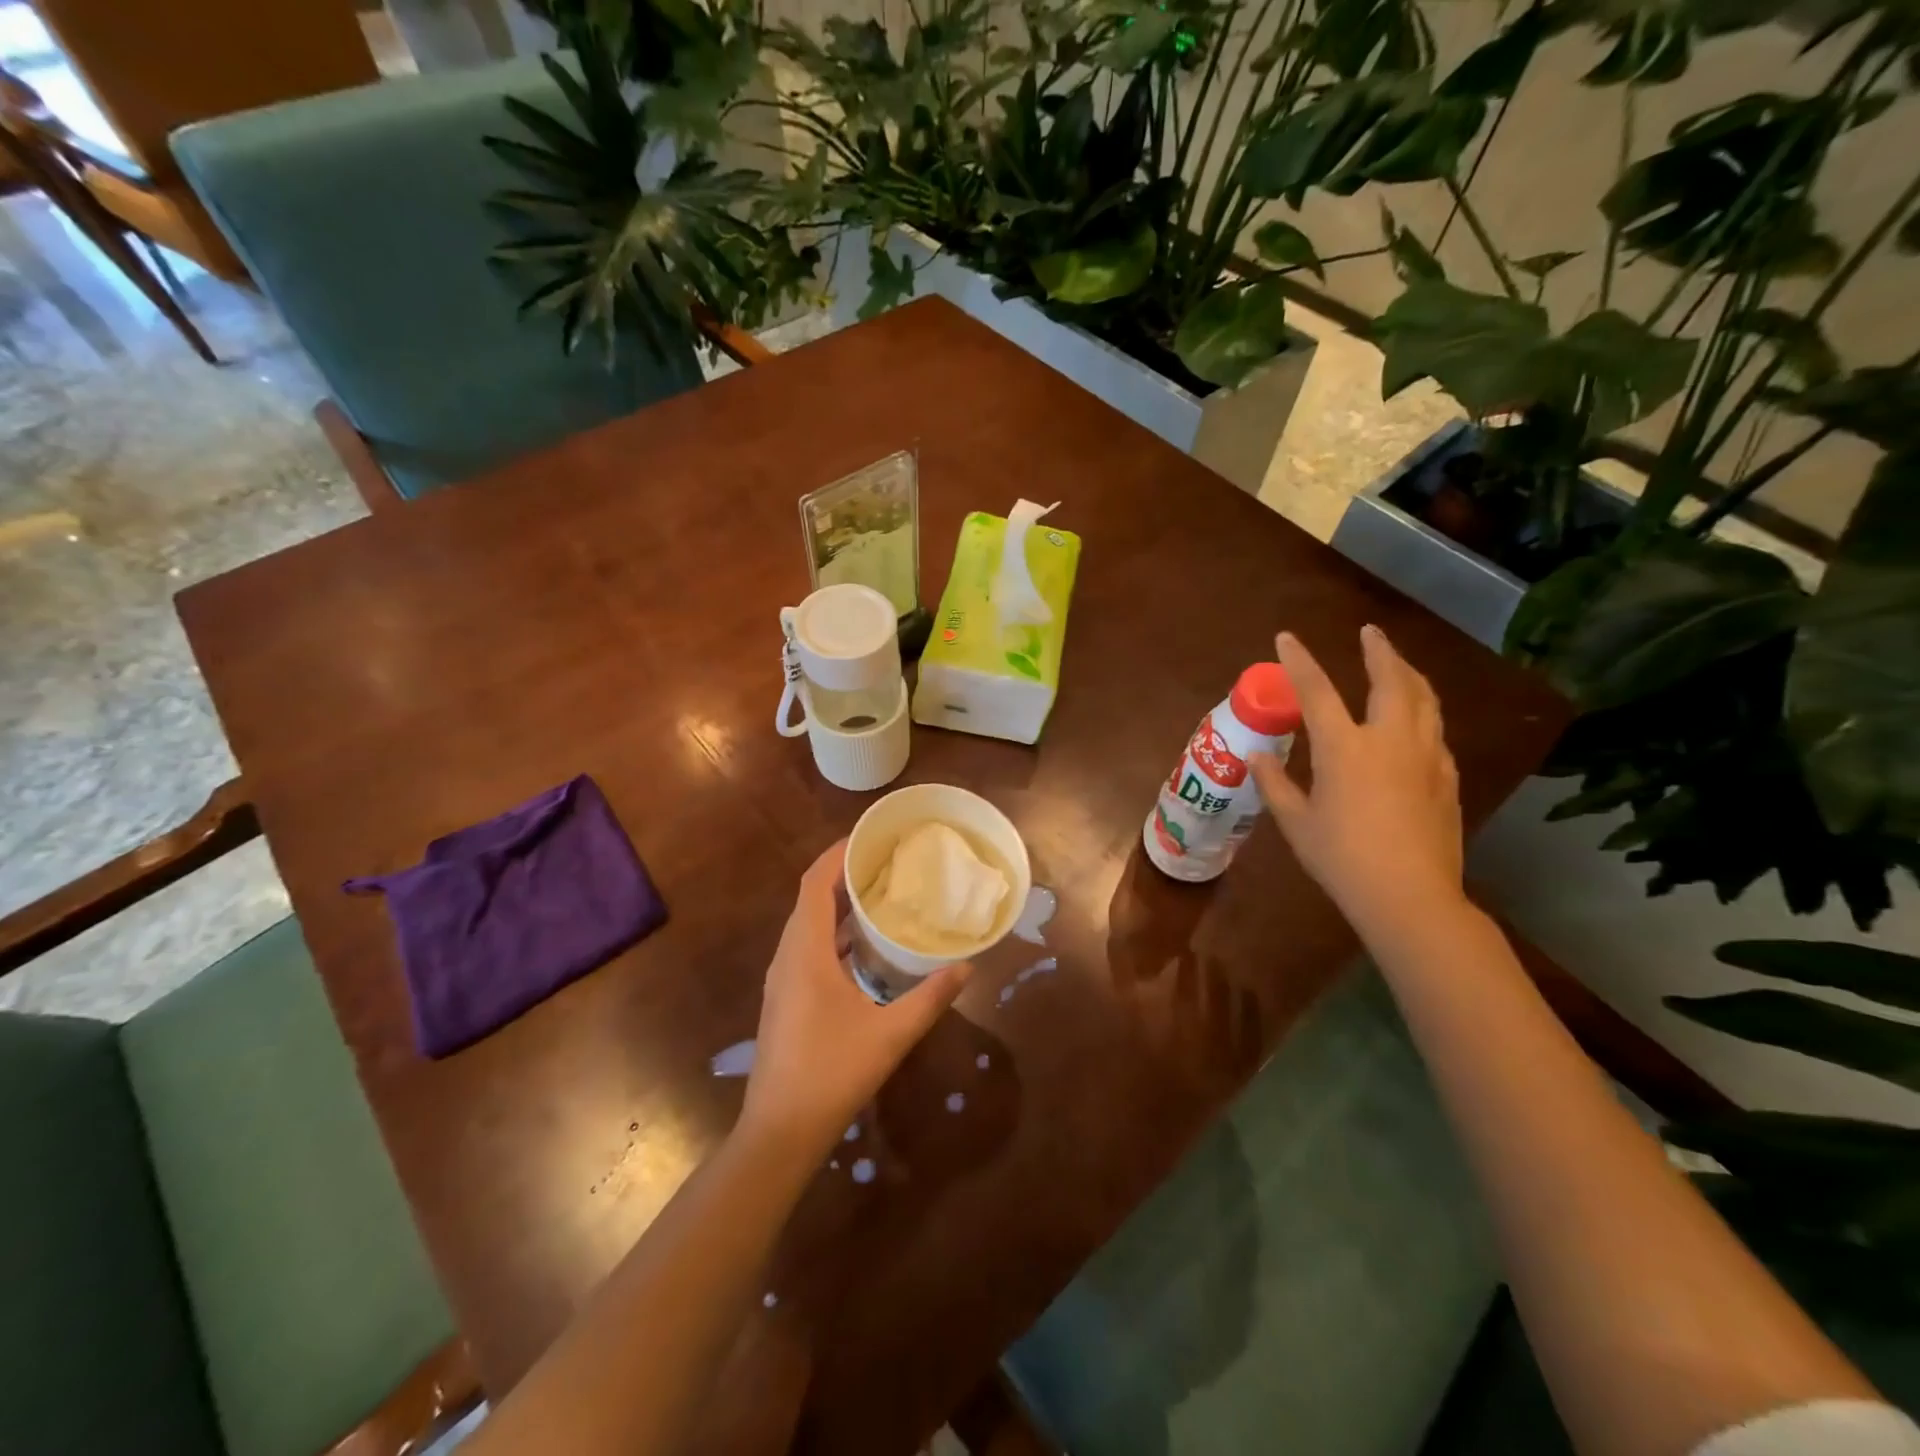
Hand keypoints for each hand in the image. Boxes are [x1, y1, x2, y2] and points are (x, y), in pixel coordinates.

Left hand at [741, 840, 971, 1158]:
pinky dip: (835, 933)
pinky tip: (866, 946)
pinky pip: (809, 948)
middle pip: (811, 899)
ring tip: (881, 894)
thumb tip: (966, 967)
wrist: (780, 1131)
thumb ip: (930, 997)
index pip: (814, 883)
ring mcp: (783, 979)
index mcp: (805, 953)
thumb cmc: (832, 1074)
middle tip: (887, 861)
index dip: (837, 854)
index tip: (870, 836)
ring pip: (808, 925)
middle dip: (844, 874)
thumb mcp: (890, 1034)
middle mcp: (788, 956)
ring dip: (839, 904)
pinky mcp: (787, 998)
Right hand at [1250, 627, 1465, 941]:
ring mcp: (1425, 756)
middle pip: (1390, 680)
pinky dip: (1423, 711)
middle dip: (1380, 650)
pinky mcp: (1446, 777)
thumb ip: (1275, 784)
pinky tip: (1416, 721)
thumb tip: (1257, 756)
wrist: (1410, 896)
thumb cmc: (1341, 858)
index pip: (1317, 691)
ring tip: (1398, 664)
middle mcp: (1389, 739)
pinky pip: (1435, 729)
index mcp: (1344, 748)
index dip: (1299, 661)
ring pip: (1424, 699)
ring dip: (1408, 674)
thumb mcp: (1296, 822)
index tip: (1287, 637)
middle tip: (1370, 633)